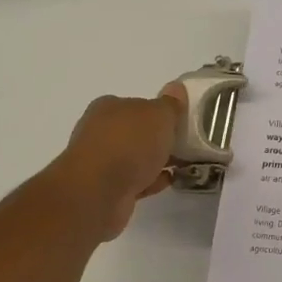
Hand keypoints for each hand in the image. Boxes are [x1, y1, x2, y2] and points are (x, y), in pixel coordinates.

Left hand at [46, 84, 185, 240]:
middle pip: (135, 132)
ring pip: (134, 157)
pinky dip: (150, 180)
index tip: (179, 123)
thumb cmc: (128, 144)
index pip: (136, 104)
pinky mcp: (104, 189)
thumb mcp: (159, 115)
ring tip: (182, 165)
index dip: (158, 113)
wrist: (98, 193)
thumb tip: (176, 88)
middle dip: (157, 138)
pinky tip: (168, 182)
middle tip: (184, 145)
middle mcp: (99, 131)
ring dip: (155, 161)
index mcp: (108, 107)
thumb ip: (170, 104)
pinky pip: (133, 180)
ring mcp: (100, 162)